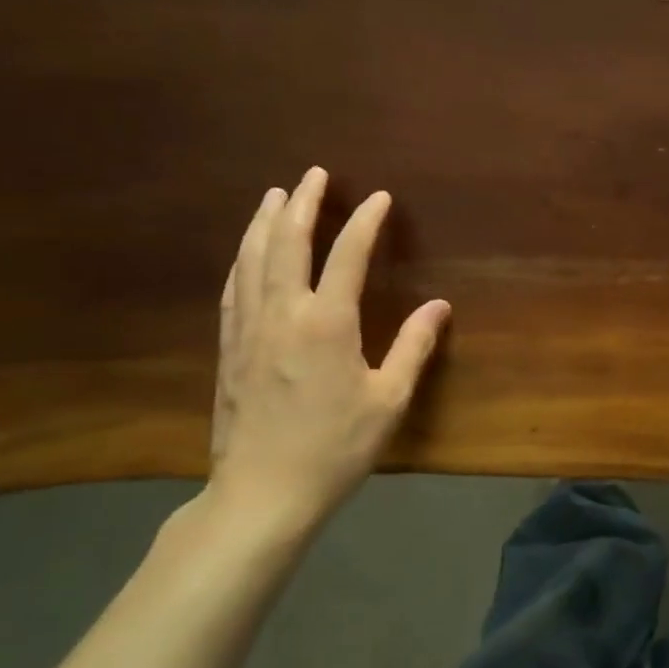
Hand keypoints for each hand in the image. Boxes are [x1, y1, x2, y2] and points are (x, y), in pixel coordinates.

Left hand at [206, 168, 450, 539]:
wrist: (262, 493)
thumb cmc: (334, 448)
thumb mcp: (388, 400)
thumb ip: (413, 347)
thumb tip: (439, 307)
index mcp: (327, 322)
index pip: (347, 255)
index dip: (364, 221)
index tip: (378, 197)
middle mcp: (283, 313)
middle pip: (288, 242)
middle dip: (302, 203)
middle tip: (312, 174)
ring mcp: (249, 330)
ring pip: (252, 260)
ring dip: (265, 222)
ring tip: (273, 196)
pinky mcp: (229, 349)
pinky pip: (233, 289)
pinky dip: (242, 260)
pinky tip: (245, 254)